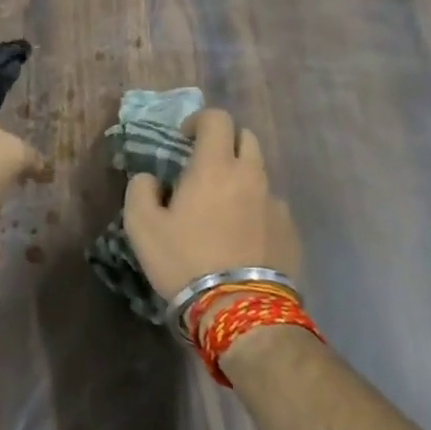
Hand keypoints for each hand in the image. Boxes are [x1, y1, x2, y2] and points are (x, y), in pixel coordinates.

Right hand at [124, 107, 303, 301]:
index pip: (217, 118)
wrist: (241, 311)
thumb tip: (150, 178)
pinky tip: (242, 236)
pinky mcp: (290, 231)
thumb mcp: (142, 226)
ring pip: (260, 173)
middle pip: (246, 138)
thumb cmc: (185, 261)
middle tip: (204, 166)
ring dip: (241, 177)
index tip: (184, 138)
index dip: (199, 120)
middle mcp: (251, 175)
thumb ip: (140, 190)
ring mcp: (275, 203)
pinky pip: (271, 206)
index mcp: (215, 166)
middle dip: (225, 143)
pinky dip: (255, 208)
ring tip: (223, 206)